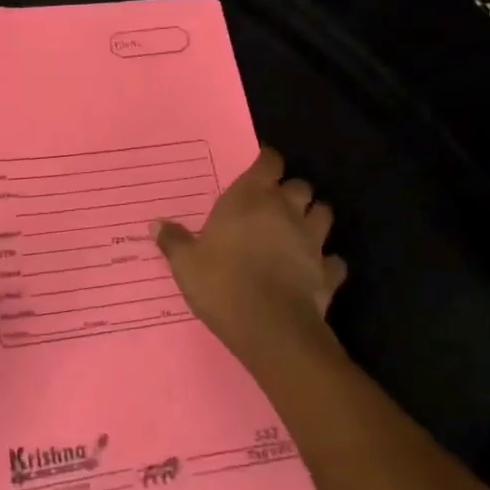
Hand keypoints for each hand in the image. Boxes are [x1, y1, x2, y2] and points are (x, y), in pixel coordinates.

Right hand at [154, 147, 347, 360]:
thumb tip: (156, 223)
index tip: (259, 167)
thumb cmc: (223, 283)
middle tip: (274, 204)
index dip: (266, 161)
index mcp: (251, 198)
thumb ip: (173, 240)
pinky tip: (314, 269)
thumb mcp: (186, 263)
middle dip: (291, 191)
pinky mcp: (327, 272)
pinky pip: (333, 260)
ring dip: (314, 218)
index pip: (269, 162)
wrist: (270, 328)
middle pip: (300, 186)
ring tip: (298, 229)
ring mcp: (312, 241)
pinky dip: (326, 262)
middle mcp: (286, 210)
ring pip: (324, 214)